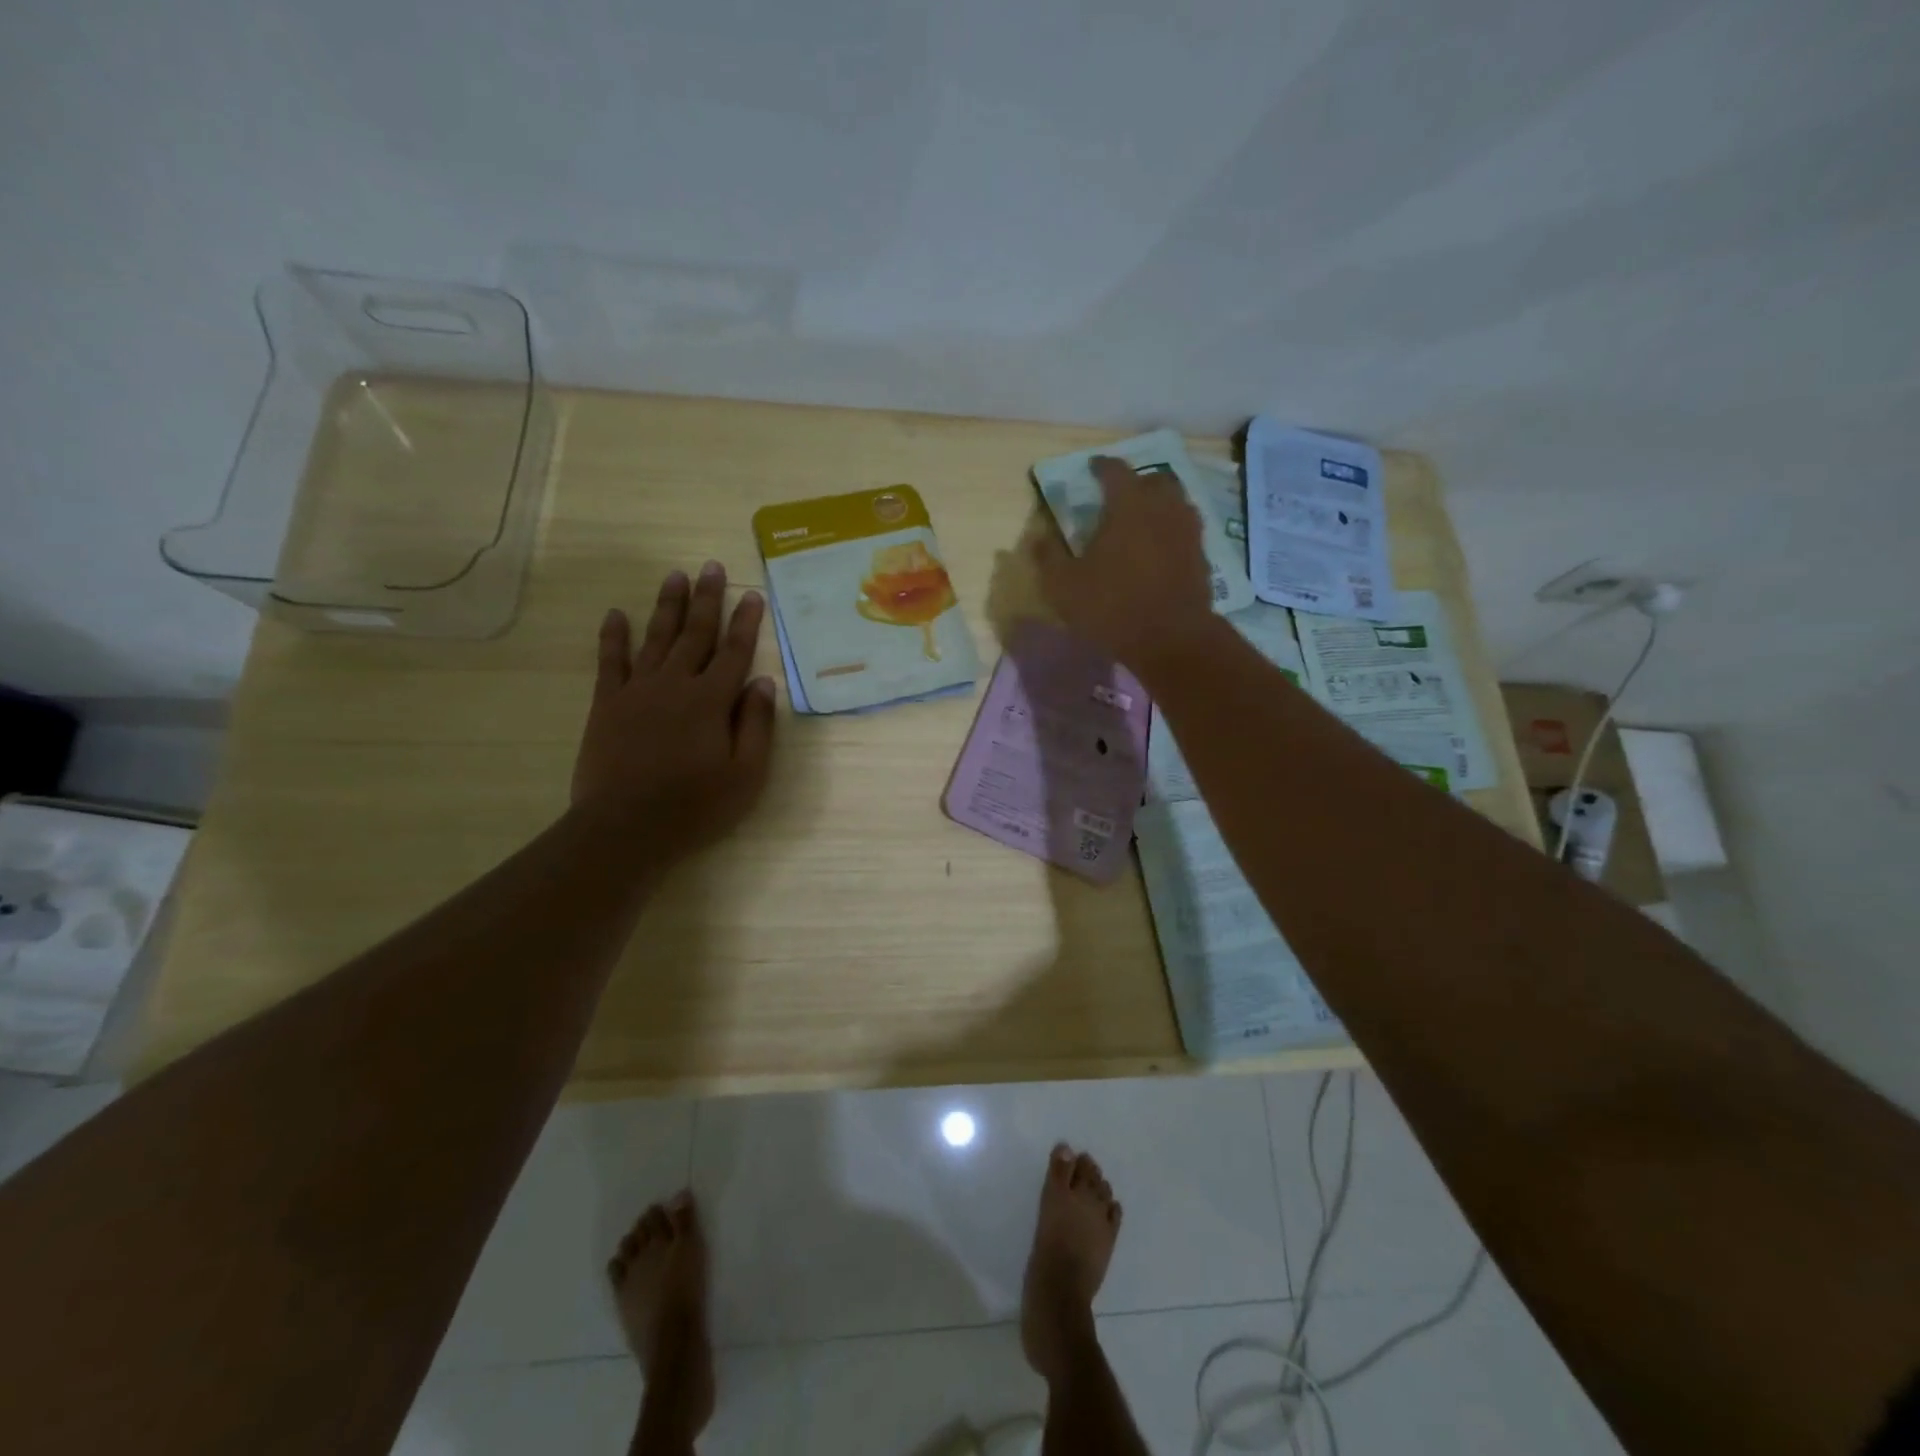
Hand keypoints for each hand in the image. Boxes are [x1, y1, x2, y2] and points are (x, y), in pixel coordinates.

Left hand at [571, 561, 776, 863]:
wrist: (625, 828)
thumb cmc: (694, 806)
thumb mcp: (746, 775)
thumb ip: (756, 725)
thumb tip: (762, 682)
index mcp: (711, 701)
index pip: (734, 652)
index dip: (745, 622)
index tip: (751, 594)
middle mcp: (675, 684)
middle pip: (695, 634)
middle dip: (706, 599)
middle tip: (711, 566)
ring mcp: (637, 691)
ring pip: (656, 638)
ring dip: (667, 606)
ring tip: (675, 576)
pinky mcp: (607, 704)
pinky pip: (610, 662)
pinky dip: (613, 637)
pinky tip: (616, 614)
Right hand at [1031, 456, 1216, 671]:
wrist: (1171, 639)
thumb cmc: (1111, 607)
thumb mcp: (1064, 587)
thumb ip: (1049, 557)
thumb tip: (1039, 538)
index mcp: (1128, 505)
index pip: (1115, 470)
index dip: (1101, 466)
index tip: (1092, 468)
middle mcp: (1162, 507)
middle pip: (1153, 479)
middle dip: (1136, 482)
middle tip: (1119, 495)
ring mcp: (1187, 530)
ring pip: (1175, 502)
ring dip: (1158, 504)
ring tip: (1141, 519)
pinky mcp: (1202, 555)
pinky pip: (1185, 529)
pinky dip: (1171, 529)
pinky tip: (1159, 547)